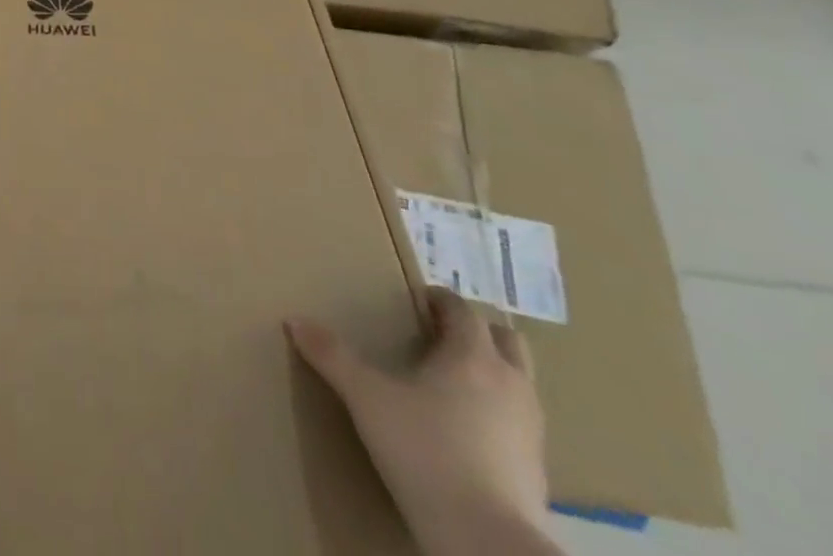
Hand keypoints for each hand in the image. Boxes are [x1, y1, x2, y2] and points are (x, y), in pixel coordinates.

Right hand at [288, 290, 554, 555]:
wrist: (487, 544)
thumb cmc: (426, 452)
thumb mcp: (367, 398)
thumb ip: (332, 356)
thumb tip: (294, 320)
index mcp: (472, 355)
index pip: (462, 309)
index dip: (440, 300)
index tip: (416, 303)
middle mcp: (510, 383)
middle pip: (506, 339)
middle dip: (477, 331)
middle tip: (441, 336)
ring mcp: (531, 430)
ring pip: (520, 382)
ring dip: (493, 373)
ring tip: (453, 384)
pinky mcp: (538, 472)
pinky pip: (521, 425)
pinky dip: (499, 416)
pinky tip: (469, 434)